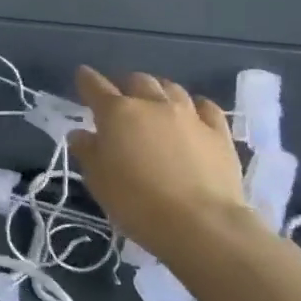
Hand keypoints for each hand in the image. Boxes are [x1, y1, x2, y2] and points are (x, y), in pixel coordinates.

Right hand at [70, 67, 246, 263]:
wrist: (201, 224)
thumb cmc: (136, 202)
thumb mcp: (98, 180)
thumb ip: (87, 152)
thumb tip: (81, 134)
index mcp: (117, 113)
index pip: (95, 86)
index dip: (86, 79)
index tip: (82, 76)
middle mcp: (152, 105)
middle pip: (138, 81)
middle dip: (126, 85)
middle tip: (122, 100)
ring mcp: (189, 116)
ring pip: (172, 88)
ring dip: (159, 92)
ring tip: (156, 104)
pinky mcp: (219, 133)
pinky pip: (207, 107)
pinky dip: (196, 106)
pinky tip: (194, 114)